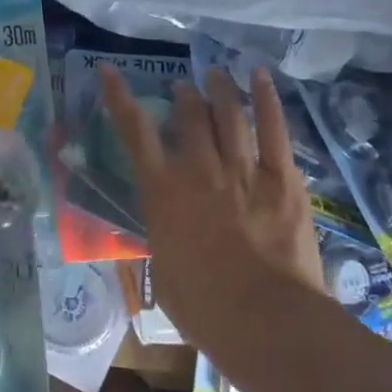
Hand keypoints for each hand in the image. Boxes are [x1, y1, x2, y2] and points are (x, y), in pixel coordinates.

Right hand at [100, 65, 323, 365]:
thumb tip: (164, 225)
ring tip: (214, 75)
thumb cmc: (203, 307)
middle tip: (183, 89)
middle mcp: (199, 169)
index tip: (108, 71)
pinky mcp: (283, 178)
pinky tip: (258, 77)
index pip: (134, 132)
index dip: (118, 97)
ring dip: (219, 90)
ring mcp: (244, 170)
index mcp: (162, 192)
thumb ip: (162, 234)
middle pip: (189, 115)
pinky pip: (273, 128)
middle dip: (183, 95)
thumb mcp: (163, 268)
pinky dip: (265, 98)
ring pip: (228, 114)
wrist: (265, 320)